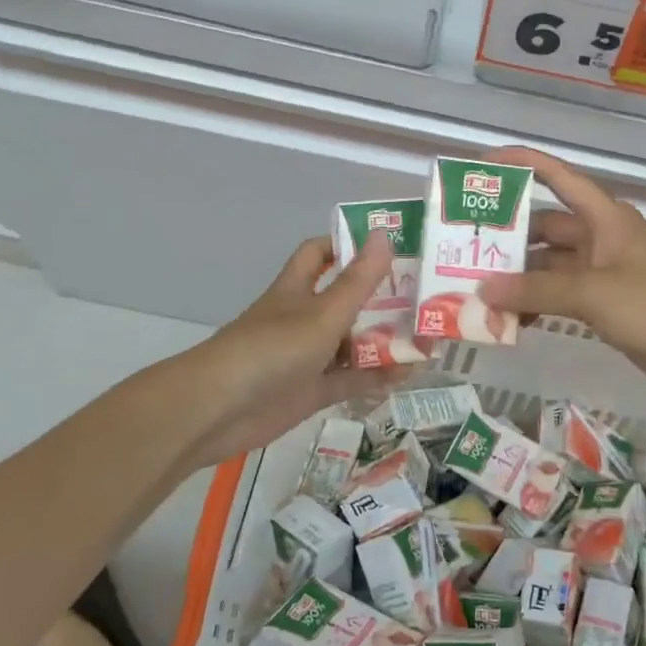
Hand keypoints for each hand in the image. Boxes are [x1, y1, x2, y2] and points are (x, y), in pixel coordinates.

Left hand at [176, 236, 413, 475]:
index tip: (388, 246)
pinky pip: (350, 379)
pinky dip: (377, 376)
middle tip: (425, 295)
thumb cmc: (271, 349)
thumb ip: (357, 281)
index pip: (320, 253)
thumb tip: (385, 235)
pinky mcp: (311, 392)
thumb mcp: (322, 313)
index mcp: (297, 289)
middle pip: (345, 299)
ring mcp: (307, 357)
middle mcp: (302, 318)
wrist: (218, 411)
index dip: (348, 245)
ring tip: (427, 335)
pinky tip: (409, 373)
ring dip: (384, 339)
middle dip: (380, 297)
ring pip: (351, 342)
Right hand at [476, 147, 645, 399]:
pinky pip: (560, 295)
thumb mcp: (594, 293)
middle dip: (508, 238)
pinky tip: (509, 319)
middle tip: (463, 250)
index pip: (557, 177)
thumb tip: (483, 289)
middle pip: (545, 227)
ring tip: (476, 290)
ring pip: (549, 266)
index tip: (481, 165)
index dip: (521, 164)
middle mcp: (601, 238)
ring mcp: (603, 273)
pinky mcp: (605, 304)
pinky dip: (537, 303)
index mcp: (605, 217)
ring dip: (519, 278)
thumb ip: (537, 290)